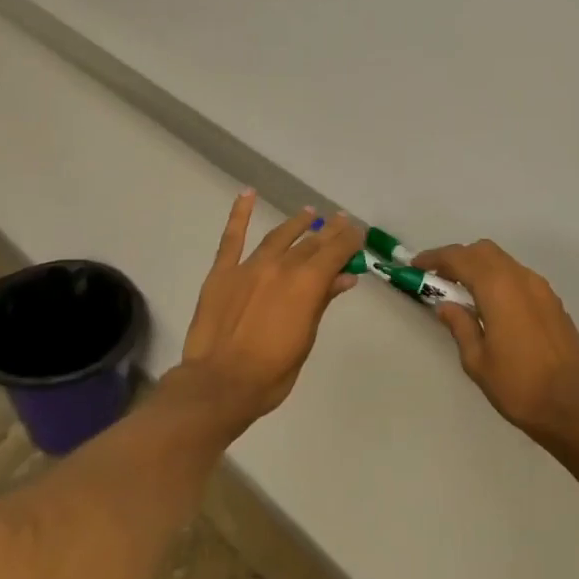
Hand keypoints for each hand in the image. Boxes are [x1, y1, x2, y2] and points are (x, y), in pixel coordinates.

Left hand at [177, 190, 364, 424]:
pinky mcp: (222, 272)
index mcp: (307, 284)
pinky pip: (232, 237)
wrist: (220, 383)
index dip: (349, 241)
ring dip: (296, 224)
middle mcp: (281, 266)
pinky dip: (239, 214)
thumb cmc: (272, 372)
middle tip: (341, 221)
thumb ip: (322, 302)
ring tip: (309, 213)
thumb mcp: (306, 339)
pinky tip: (247, 194)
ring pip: (278, 236)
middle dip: (329, 231)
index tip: (358, 233)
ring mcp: (249, 266)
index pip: (335, 252)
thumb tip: (344, 276)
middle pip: (311, 243)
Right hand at [411, 240, 578, 444]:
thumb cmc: (519, 387)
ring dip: (480, 267)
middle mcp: (522, 279)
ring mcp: (542, 289)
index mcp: (499, 289)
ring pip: (504, 262)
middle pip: (484, 251)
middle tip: (438, 279)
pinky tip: (491, 306)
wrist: (575, 409)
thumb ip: (460, 326)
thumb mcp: (477, 361)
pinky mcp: (554, 303)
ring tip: (462, 293)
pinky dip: (499, 280)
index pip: (460, 258)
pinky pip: (519, 278)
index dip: (435, 258)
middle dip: (458, 258)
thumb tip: (446, 305)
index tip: (416, 266)